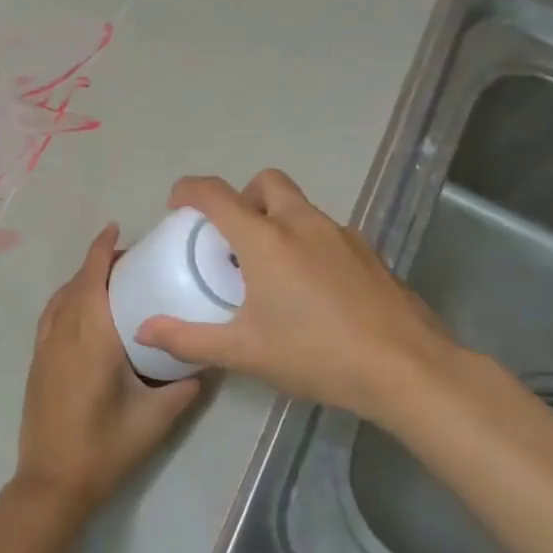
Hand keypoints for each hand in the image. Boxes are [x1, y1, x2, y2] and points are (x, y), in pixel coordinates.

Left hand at [15, 224, 204, 519]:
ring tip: (110, 282)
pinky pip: (51, 316)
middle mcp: (62, 334)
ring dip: (80, 281)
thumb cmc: (104, 448)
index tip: (114, 227)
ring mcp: (44, 348)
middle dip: (97, 263)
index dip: (100, 250)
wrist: (51, 482)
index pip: (92, 280)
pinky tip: (85, 314)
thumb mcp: (154, 420)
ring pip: (60, 299)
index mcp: (90, 339)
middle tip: (129, 260)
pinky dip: (66, 300)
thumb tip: (206, 364)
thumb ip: (182, 388)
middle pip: (76, 284)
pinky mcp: (36, 363)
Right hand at [132, 170, 461, 426]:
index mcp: (265, 239)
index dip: (189, 190)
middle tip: (233, 239)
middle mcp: (302, 223)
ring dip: (276, 219)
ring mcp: (341, 234)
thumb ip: (188, 339)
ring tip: (271, 269)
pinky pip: (326, 230)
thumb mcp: (243, 352)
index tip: (177, 205)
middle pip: (265, 183)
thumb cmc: (316, 354)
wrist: (407, 369)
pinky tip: (312, 288)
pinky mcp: (368, 252)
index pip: (216, 194)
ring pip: (299, 205)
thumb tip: (144, 331)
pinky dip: (307, 241)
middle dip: (242, 198)